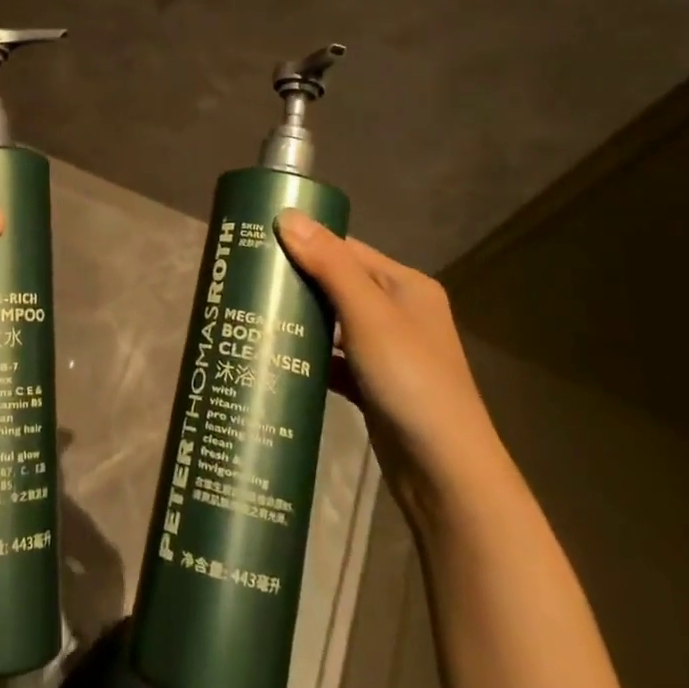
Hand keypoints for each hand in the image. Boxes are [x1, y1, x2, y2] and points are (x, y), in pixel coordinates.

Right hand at [276, 210, 510, 511]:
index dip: (304, 241)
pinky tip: (273, 357)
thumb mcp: (368, 315)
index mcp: (405, 285)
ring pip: (332, 323)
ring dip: (298, 319)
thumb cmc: (411, 380)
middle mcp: (398, 312)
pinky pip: (332, 359)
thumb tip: (286, 215)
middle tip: (243, 279)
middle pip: (336, 284)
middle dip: (294, 281)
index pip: (345, 249)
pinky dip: (307, 356)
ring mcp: (385, 352)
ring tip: (248, 313)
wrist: (445, 473)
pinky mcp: (372, 385)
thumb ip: (329, 265)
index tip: (256, 241)